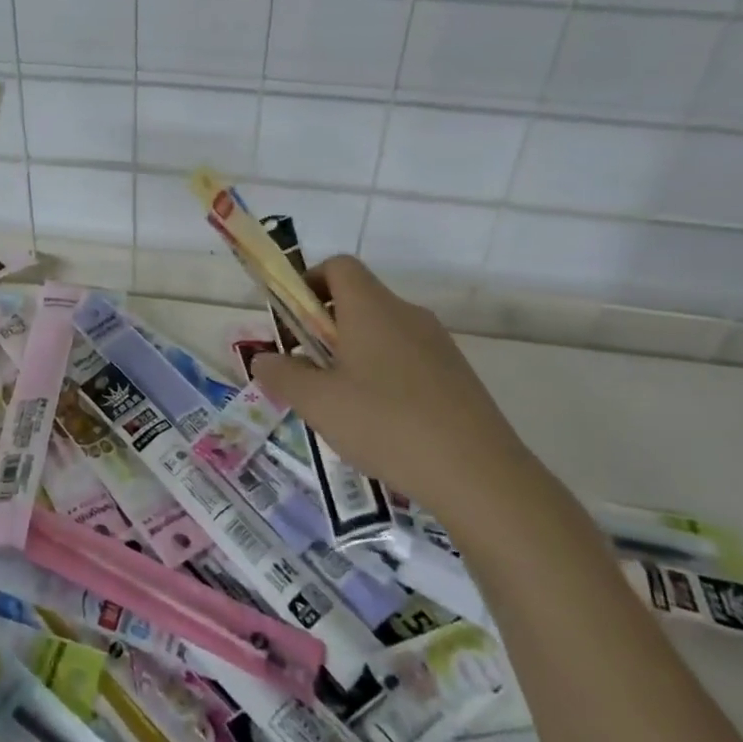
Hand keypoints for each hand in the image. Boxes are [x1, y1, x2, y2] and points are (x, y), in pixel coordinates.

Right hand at [251, 256, 546, 532]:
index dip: (308, 282)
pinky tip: (381, 424)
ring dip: (353, 355)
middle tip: (308, 372)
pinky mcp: (457, 376)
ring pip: (382, 333)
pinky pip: (408, 360)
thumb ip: (282, 375)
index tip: (292, 322)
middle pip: (358, 300)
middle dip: (325, 328)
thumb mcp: (317, 402)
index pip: (338, 266)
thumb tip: (263, 359)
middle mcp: (407, 314)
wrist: (479, 475)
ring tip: (342, 405)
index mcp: (371, 308)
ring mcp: (438, 345)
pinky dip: (385, 376)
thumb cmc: (385, 424)